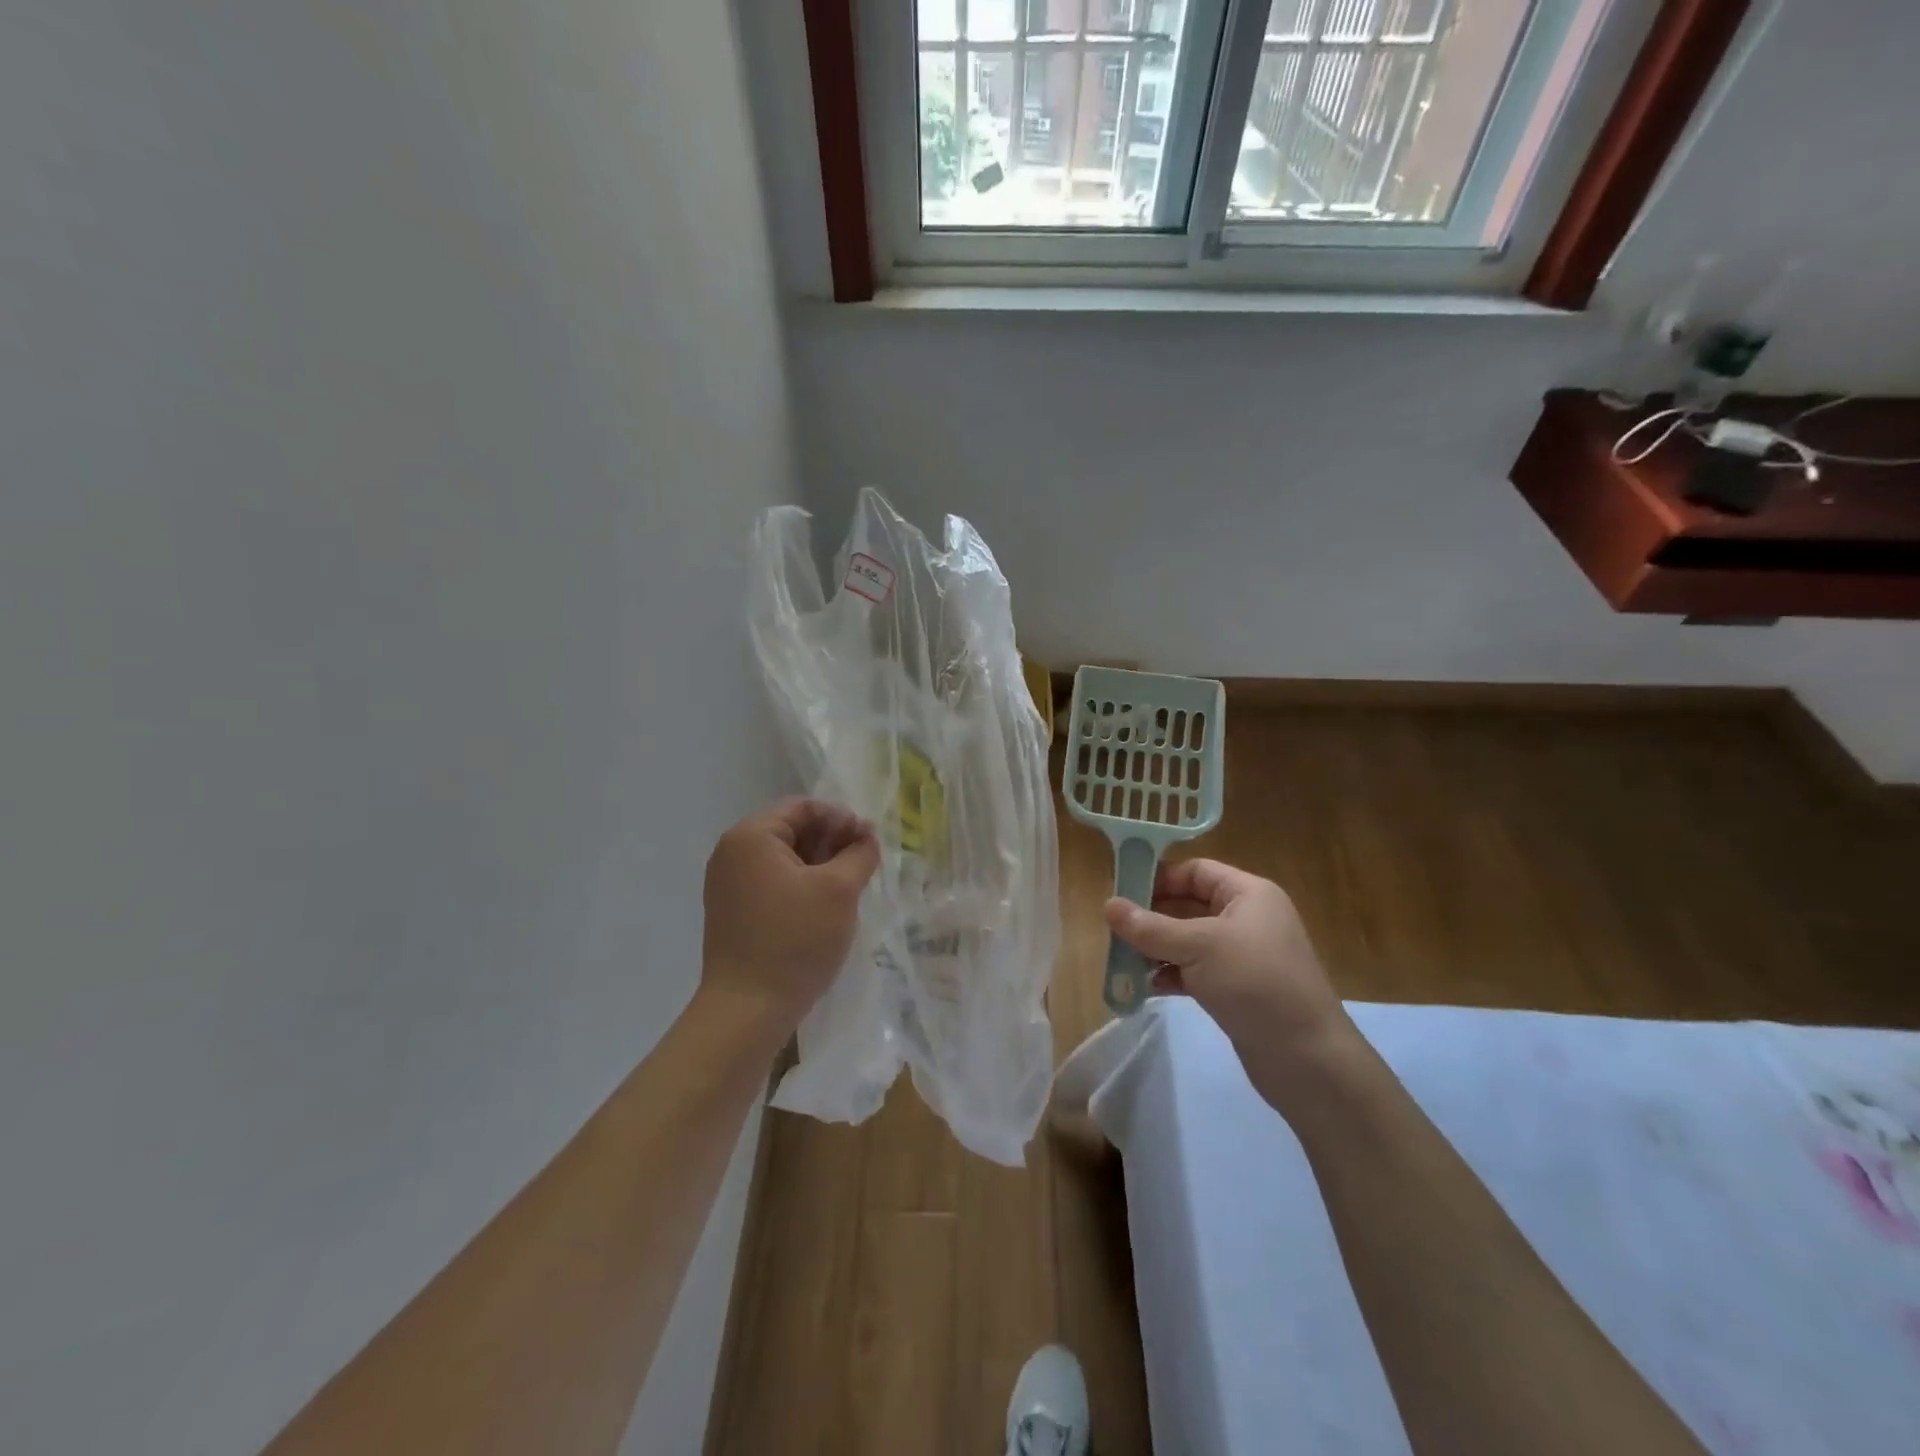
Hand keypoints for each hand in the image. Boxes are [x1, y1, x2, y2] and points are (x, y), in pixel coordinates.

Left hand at [701, 799, 879, 1039]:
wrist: (747, 1011)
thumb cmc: (794, 940)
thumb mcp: (838, 890)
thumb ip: (860, 853)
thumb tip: (867, 836)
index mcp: (751, 836)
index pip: (803, 807)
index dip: (841, 819)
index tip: (870, 842)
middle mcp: (732, 852)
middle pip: (792, 830)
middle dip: (832, 842)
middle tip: (865, 863)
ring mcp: (728, 884)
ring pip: (785, 859)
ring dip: (820, 865)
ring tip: (850, 885)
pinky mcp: (733, 912)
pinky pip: (773, 883)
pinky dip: (802, 885)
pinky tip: (826, 906)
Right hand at [1105, 859, 1355, 1101]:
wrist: (1308, 1059)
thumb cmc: (1255, 983)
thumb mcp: (1198, 947)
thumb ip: (1150, 927)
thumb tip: (1107, 904)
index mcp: (1248, 894)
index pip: (1196, 871)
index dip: (1159, 877)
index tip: (1121, 892)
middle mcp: (1246, 918)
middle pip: (1188, 905)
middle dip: (1151, 917)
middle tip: (1114, 929)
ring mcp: (1242, 955)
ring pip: (1188, 940)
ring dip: (1156, 949)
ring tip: (1123, 960)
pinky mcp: (1236, 988)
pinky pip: (1194, 970)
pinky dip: (1170, 975)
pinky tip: (1144, 987)